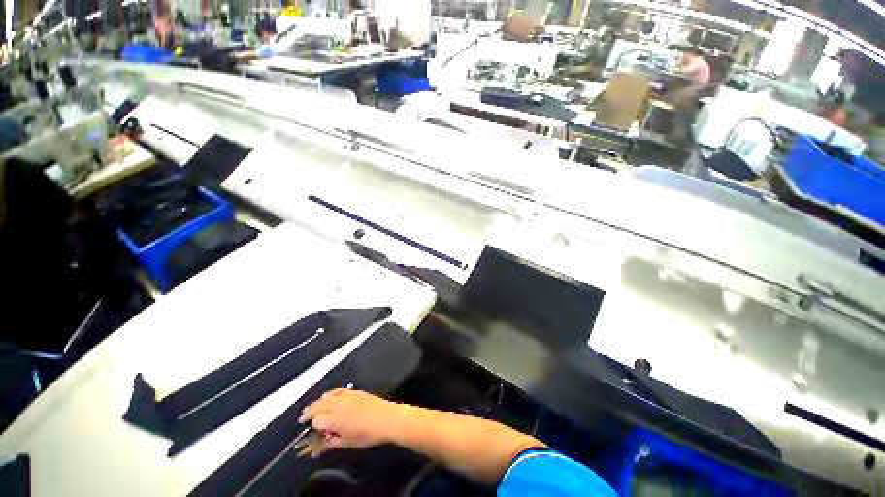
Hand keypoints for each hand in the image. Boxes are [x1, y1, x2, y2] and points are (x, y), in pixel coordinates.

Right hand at [296, 389, 401, 456]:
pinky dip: (330, 394)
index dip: (314, 427)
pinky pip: (338, 390)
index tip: (312, 431)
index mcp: (334, 418)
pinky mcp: (355, 391)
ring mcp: (347, 395)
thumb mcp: (346, 443)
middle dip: (310, 411)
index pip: (317, 421)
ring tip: (314, 407)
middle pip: (318, 405)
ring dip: (319, 401)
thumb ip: (329, 444)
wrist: (386, 418)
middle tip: (303, 417)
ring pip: (327, 395)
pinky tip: (330, 397)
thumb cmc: (366, 434)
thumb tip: (314, 451)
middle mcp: (338, 404)